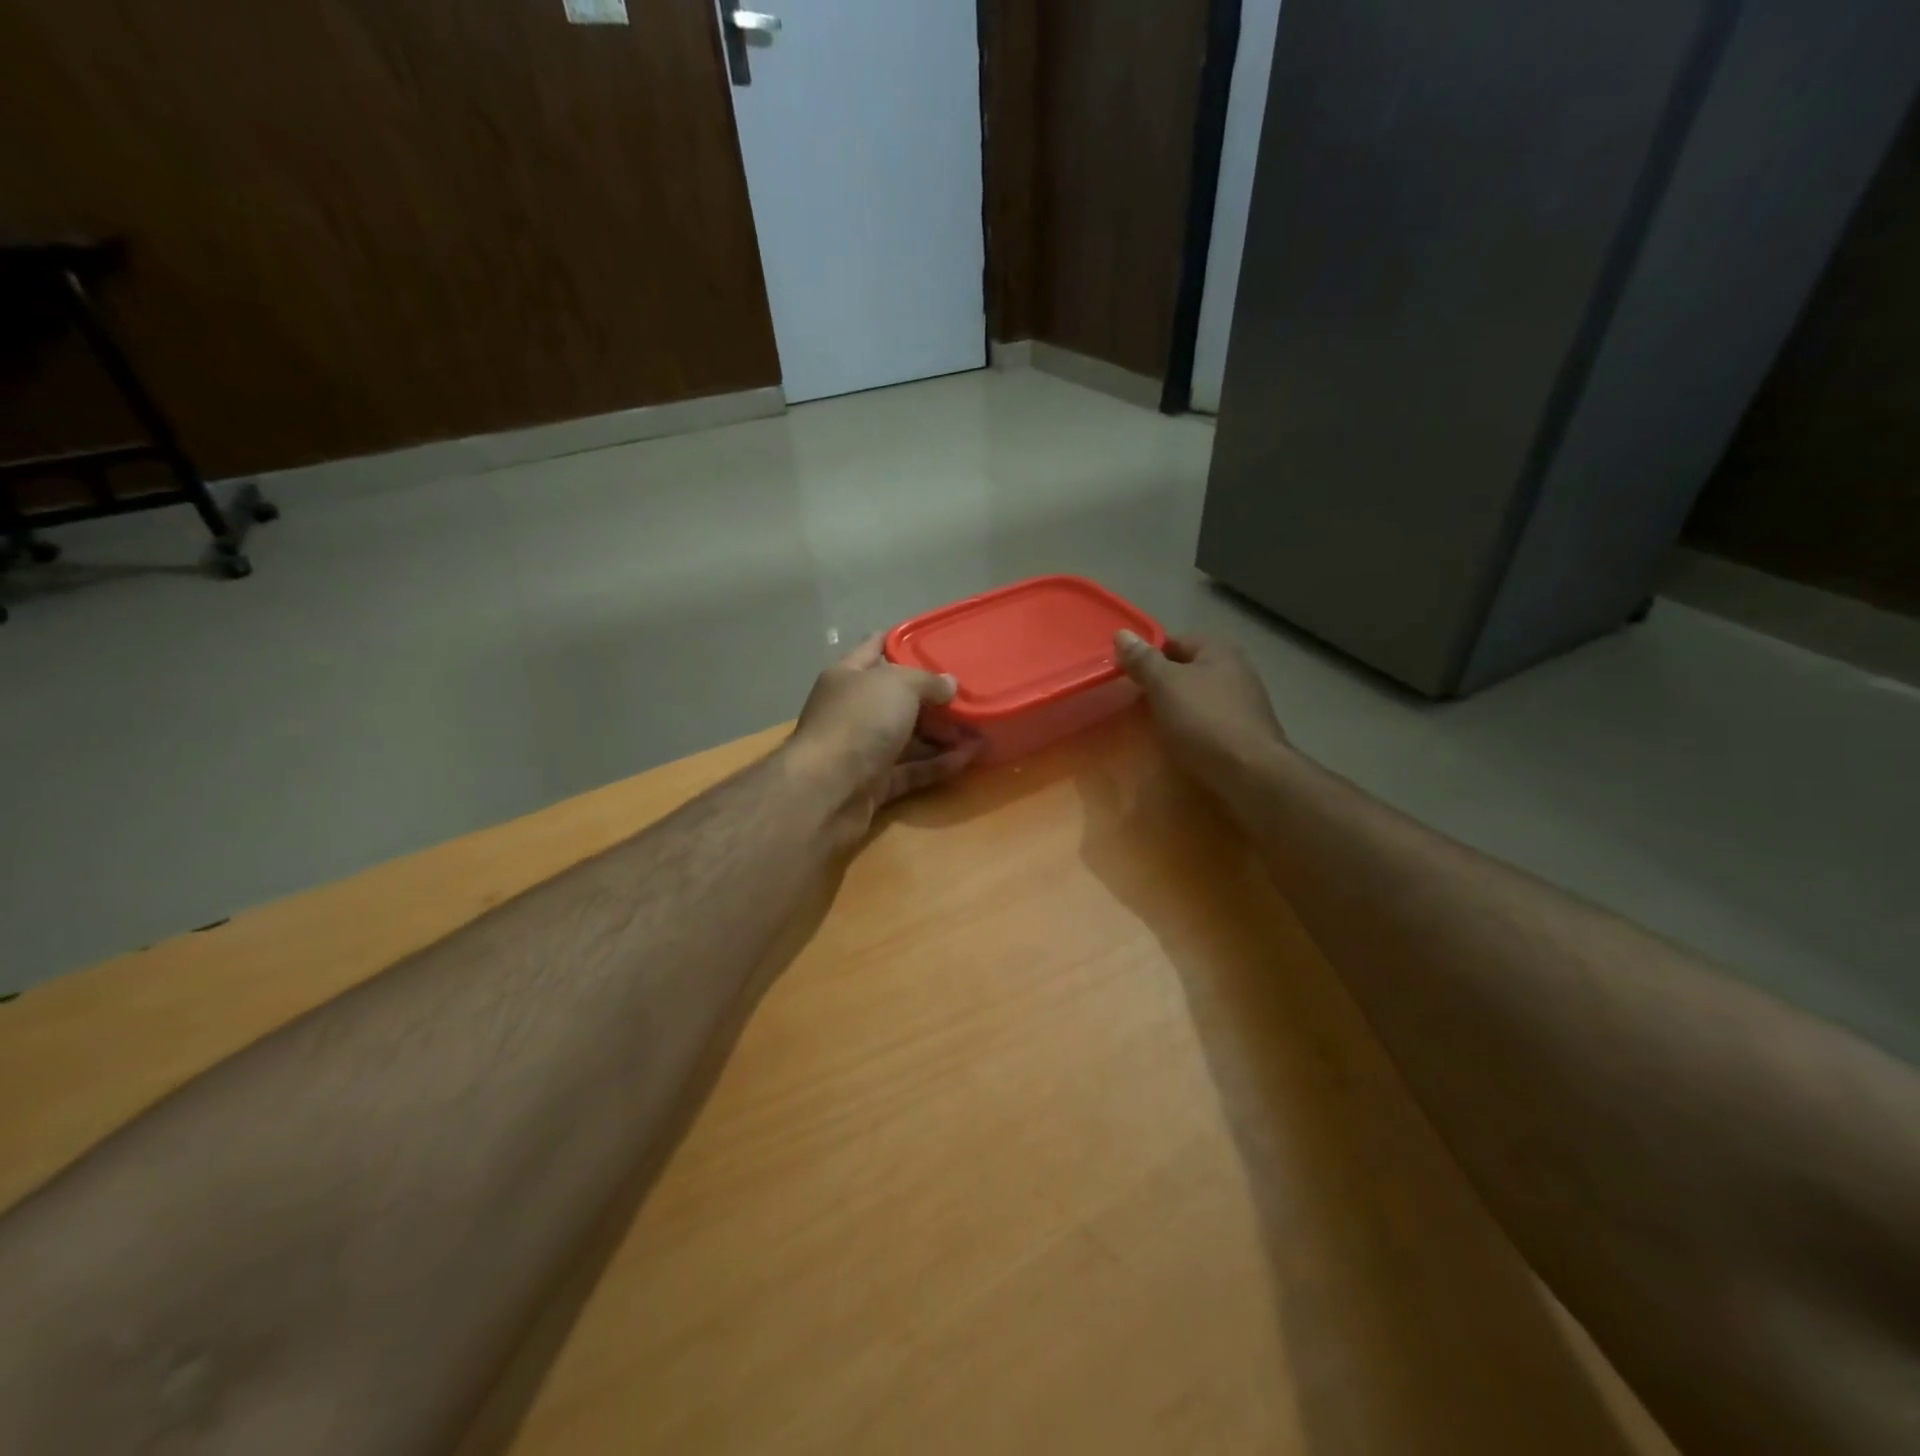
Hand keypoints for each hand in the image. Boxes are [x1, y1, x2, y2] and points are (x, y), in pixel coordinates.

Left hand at [787, 633, 978, 840]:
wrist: (827, 791)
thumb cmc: (859, 722)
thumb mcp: (899, 685)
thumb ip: (928, 681)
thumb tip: (950, 684)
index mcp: (848, 677)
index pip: (874, 649)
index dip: (900, 642)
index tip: (932, 641)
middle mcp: (853, 711)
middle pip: (897, 699)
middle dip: (933, 699)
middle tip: (970, 696)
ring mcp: (862, 750)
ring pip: (907, 738)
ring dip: (942, 735)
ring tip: (980, 730)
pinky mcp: (874, 785)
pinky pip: (911, 770)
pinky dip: (937, 765)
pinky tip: (969, 758)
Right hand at [1115, 630, 1287, 786]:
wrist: (1250, 773)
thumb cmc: (1204, 720)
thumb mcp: (1165, 685)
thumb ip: (1143, 660)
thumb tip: (1122, 633)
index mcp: (1219, 650)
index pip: (1174, 642)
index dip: (1148, 656)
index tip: (1126, 676)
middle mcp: (1237, 669)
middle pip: (1187, 670)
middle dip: (1161, 685)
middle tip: (1135, 703)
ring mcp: (1245, 702)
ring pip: (1198, 697)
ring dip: (1176, 708)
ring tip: (1153, 726)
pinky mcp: (1246, 732)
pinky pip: (1210, 722)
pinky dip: (1192, 729)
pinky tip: (1180, 743)